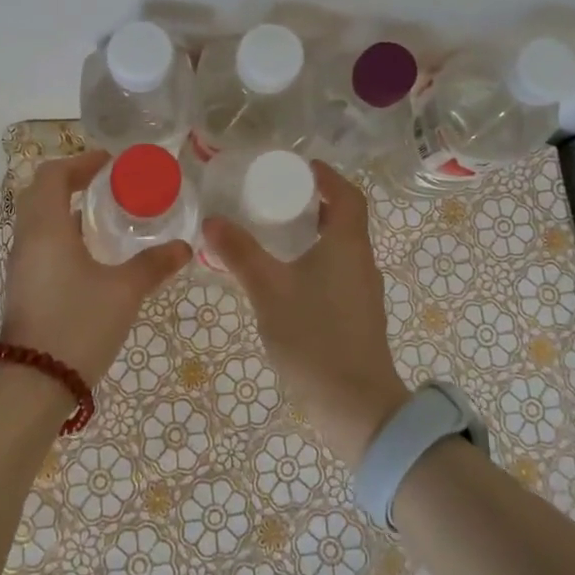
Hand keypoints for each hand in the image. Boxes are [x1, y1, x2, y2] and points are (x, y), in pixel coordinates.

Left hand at [0, 150, 191, 387]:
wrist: (34, 385)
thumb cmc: (78, 325)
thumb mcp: (124, 292)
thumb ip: (153, 265)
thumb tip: (185, 248)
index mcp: (46, 228)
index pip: (53, 175)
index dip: (80, 162)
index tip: (110, 164)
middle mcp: (27, 239)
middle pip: (40, 193)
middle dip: (71, 182)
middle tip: (106, 185)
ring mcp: (21, 265)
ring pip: (38, 220)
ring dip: (65, 209)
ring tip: (104, 216)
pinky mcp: (23, 287)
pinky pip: (39, 244)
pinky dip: (61, 234)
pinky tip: (91, 254)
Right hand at [203, 161, 410, 465]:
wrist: (356, 407)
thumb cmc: (314, 337)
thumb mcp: (269, 290)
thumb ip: (240, 254)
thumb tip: (211, 221)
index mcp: (348, 245)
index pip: (348, 195)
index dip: (327, 176)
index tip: (300, 168)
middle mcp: (361, 262)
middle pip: (344, 219)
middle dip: (313, 203)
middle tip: (276, 198)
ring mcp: (362, 291)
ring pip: (339, 248)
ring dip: (313, 234)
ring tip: (274, 233)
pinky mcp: (357, 316)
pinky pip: (336, 272)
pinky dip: (314, 261)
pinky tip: (285, 277)